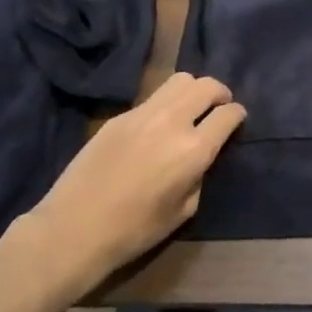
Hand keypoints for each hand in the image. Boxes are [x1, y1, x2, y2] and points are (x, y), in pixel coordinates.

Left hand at [18, 73, 245, 297]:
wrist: (73, 229)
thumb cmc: (135, 230)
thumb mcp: (185, 209)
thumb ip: (199, 174)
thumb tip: (201, 156)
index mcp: (195, 149)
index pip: (228, 113)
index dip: (238, 115)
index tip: (236, 121)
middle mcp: (172, 122)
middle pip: (206, 85)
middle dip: (220, 93)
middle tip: (219, 107)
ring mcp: (142, 114)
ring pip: (179, 80)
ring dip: (193, 90)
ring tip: (191, 109)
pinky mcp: (118, 117)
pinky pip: (152, 98)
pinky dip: (165, 104)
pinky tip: (158, 126)